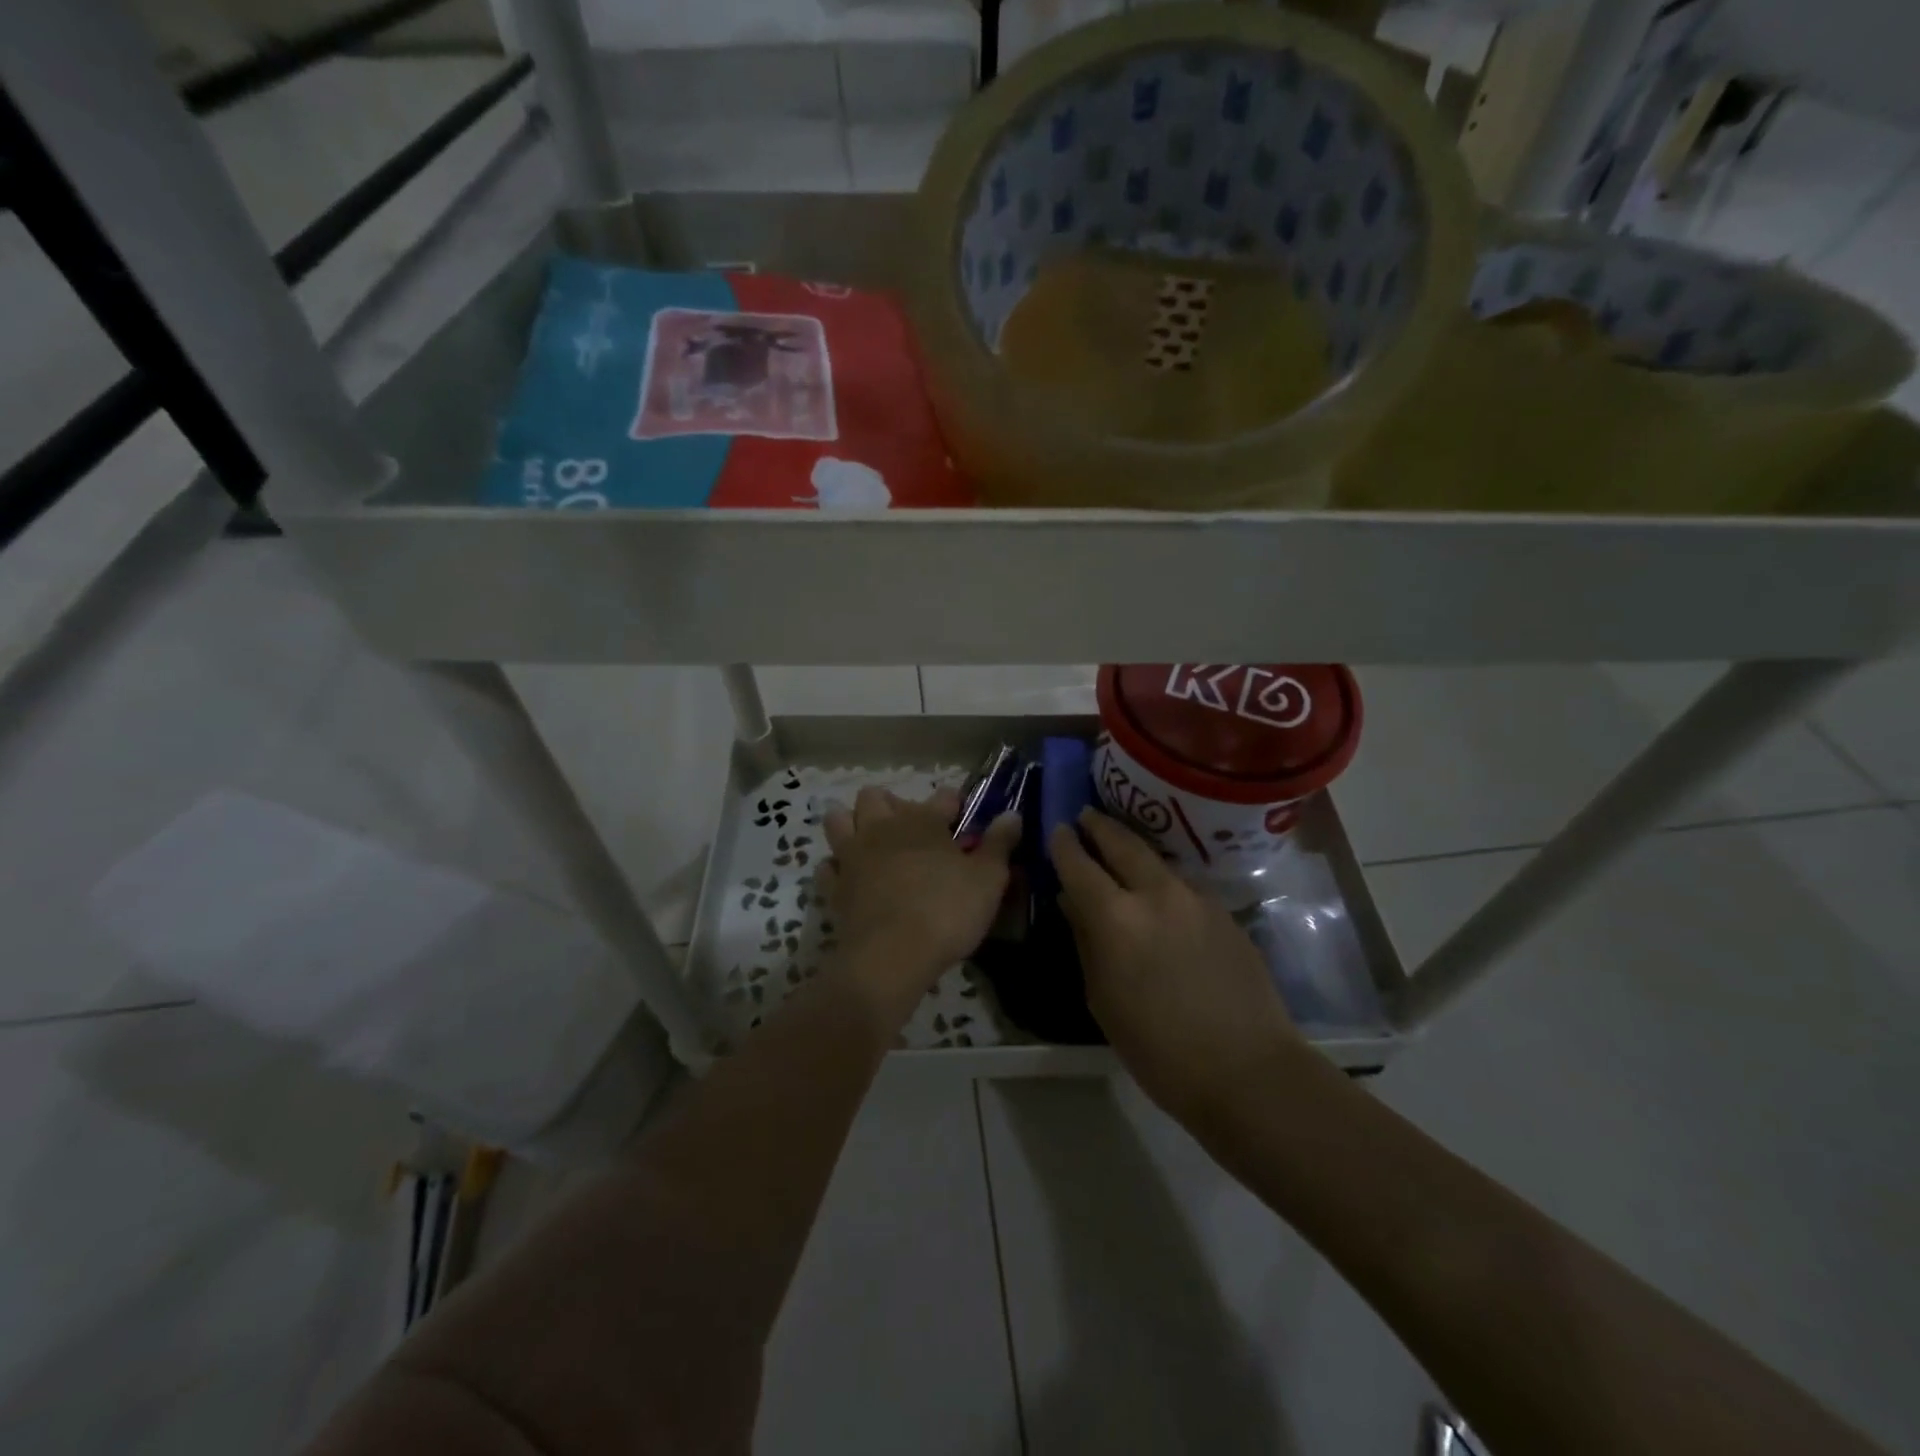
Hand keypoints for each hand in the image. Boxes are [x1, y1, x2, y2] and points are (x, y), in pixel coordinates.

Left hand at [823, 787, 1020, 1021]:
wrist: (892, 954)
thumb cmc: (947, 911)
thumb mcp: (988, 879)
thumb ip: (999, 844)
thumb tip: (1012, 814)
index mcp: (923, 821)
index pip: (941, 797)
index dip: (952, 803)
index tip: (961, 814)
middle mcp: (883, 828)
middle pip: (876, 796)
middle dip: (891, 803)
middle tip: (910, 828)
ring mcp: (853, 855)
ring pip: (839, 819)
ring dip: (852, 823)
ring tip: (870, 840)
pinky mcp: (834, 886)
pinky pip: (827, 866)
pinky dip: (836, 867)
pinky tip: (849, 876)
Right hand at [1050, 809, 1302, 1120]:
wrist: (1247, 1070)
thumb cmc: (1158, 1048)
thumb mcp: (1103, 998)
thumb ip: (1086, 940)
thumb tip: (1072, 901)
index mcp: (1116, 918)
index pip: (1080, 864)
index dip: (1064, 845)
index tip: (1057, 830)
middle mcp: (1157, 893)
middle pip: (1123, 843)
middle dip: (1101, 826)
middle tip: (1086, 816)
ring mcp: (1197, 899)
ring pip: (1157, 860)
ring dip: (1134, 850)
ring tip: (1121, 850)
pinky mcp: (1225, 912)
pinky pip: (1184, 885)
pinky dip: (1163, 879)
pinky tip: (1161, 894)